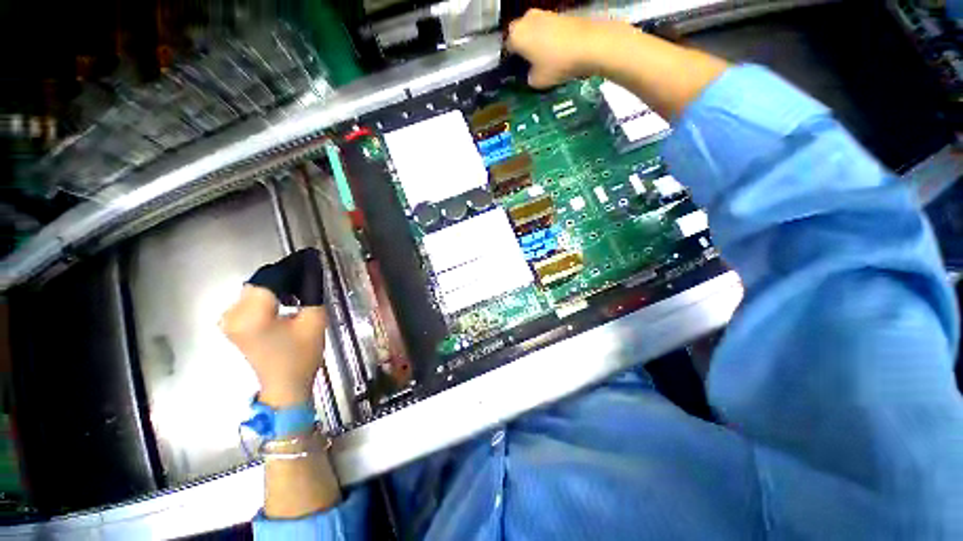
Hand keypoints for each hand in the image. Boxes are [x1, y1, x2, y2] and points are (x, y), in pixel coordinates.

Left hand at [220, 249, 326, 407]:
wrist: (284, 385)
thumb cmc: (301, 356)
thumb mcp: (314, 321)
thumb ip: (311, 291)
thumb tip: (312, 268)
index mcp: (253, 316)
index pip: (270, 278)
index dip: (290, 266)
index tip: (310, 258)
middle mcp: (233, 315)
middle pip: (260, 282)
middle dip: (285, 275)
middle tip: (308, 274)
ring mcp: (229, 320)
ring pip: (255, 289)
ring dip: (277, 285)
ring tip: (300, 287)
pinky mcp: (232, 325)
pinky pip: (250, 299)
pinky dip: (268, 294)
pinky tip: (285, 299)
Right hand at [506, 9, 630, 87]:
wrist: (589, 44)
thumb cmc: (557, 64)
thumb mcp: (537, 81)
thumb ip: (528, 78)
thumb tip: (530, 74)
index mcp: (516, 36)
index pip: (507, 49)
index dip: (511, 63)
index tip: (517, 74)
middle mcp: (526, 19)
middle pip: (519, 36)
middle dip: (522, 49)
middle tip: (529, 66)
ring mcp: (543, 13)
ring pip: (533, 31)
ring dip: (535, 43)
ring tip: (543, 60)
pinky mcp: (559, 13)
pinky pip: (547, 29)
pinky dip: (548, 39)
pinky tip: (555, 52)